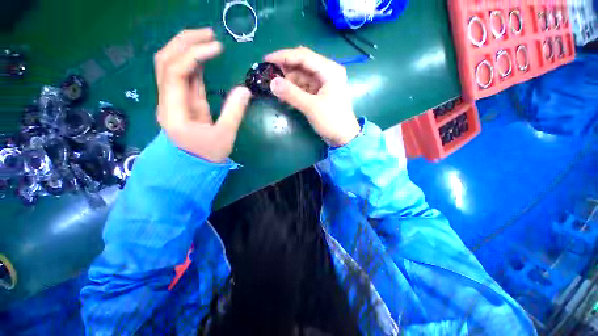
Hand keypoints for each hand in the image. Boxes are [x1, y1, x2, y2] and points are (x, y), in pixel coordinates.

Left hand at [154, 28, 251, 161]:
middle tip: (209, 34)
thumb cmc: (207, 155)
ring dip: (187, 49)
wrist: (194, 167)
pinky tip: (205, 56)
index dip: (194, 54)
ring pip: (171, 66)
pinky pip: (184, 78)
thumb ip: (234, 112)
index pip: (176, 71)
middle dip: (185, 42)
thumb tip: (245, 89)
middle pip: (166, 61)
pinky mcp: (183, 102)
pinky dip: (193, 64)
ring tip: (208, 40)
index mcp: (173, 110)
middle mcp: (167, 100)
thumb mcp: (225, 136)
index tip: (218, 48)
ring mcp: (174, 100)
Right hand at [265, 47, 359, 146]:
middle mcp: (327, 73)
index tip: (266, 60)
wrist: (343, 137)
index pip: (304, 56)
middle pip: (302, 65)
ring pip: (302, 77)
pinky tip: (284, 96)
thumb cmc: (331, 121)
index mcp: (330, 70)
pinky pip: (304, 87)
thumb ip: (291, 94)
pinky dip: (294, 91)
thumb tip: (272, 83)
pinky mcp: (320, 93)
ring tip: (274, 88)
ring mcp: (323, 83)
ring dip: (288, 82)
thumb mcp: (311, 107)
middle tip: (268, 75)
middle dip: (285, 69)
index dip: (284, 56)